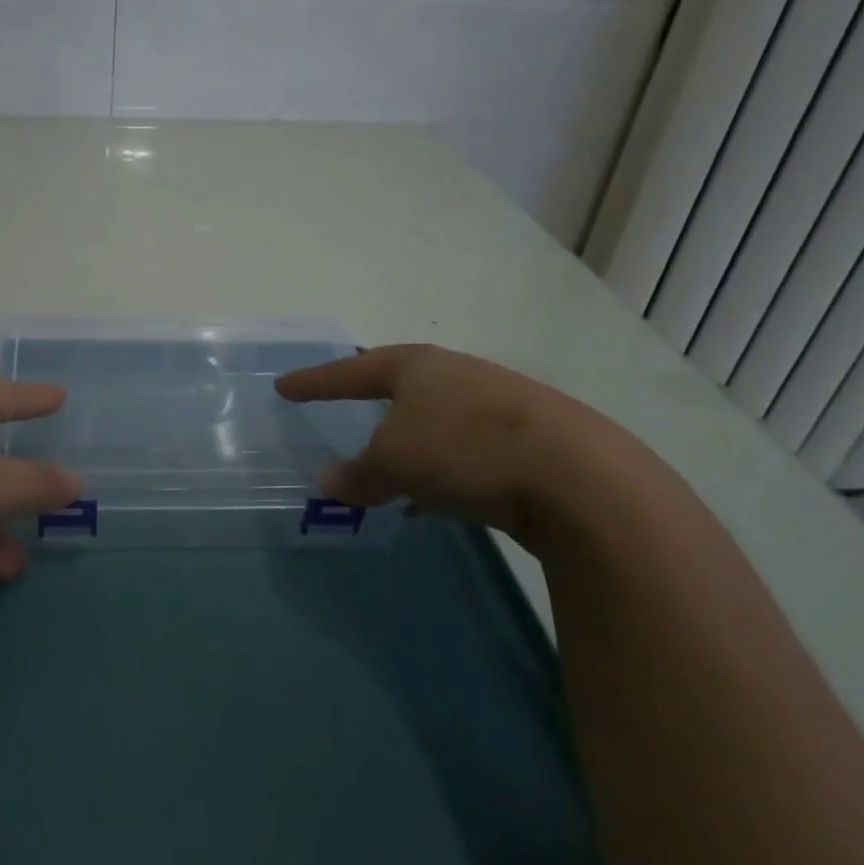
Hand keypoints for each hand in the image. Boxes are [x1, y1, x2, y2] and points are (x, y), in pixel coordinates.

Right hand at [276, 343, 611, 537]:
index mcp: (417, 366)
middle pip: (400, 385)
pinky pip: (467, 449)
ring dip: (409, 441)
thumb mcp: (395, 463)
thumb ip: (356, 474)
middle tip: (344, 406)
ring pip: (436, 419)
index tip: (283, 387)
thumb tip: (326, 482)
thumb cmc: (464, 450)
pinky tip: (438, 498)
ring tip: (389, 467)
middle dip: (370, 399)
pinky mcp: (532, 439)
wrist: (580, 478)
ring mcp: (499, 404)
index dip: (315, 381)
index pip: (351, 371)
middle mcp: (457, 374)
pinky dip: (442, 467)